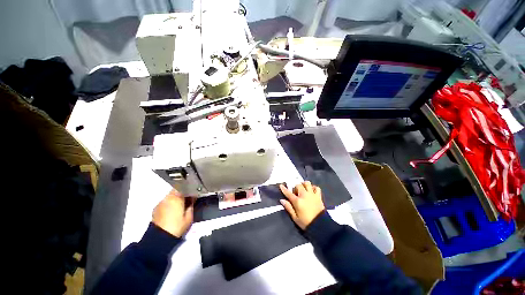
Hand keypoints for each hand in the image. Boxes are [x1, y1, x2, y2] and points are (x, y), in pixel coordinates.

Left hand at [152, 189, 194, 237]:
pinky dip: (169, 203)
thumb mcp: (189, 217)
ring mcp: (160, 203)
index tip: (194, 195)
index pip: (185, 188)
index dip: (190, 190)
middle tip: (188, 199)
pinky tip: (172, 210)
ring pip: (170, 195)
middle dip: (183, 192)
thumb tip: (192, 200)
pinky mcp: (156, 208)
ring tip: (180, 205)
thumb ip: (191, 206)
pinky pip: (165, 201)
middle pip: (177, 190)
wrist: (160, 238)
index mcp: (176, 198)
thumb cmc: (177, 226)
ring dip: (176, 197)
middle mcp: (167, 198)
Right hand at [279, 181, 324, 229]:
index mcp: (297, 201)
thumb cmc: (306, 222)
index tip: (281, 185)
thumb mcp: (295, 218)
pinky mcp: (318, 196)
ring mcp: (312, 194)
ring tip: (303, 189)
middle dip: (295, 187)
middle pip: (298, 185)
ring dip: (304, 184)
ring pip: (307, 183)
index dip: (284, 189)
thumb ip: (288, 207)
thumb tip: (282, 200)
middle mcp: (304, 195)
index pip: (289, 193)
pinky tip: (311, 191)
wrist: (320, 225)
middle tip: (295, 192)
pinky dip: (313, 187)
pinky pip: (316, 187)